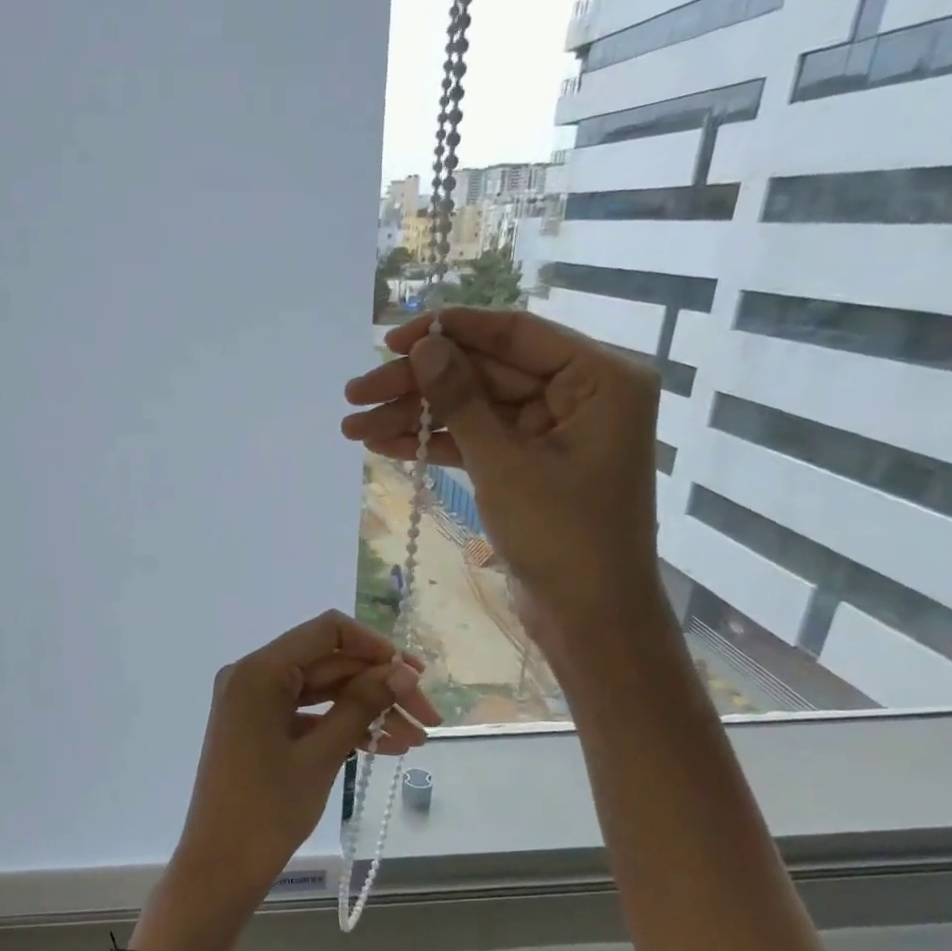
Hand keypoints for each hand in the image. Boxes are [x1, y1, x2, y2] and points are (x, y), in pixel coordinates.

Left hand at [168, 610, 438, 918]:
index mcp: (259, 671)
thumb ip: (362, 705)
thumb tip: (402, 671)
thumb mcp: (321, 755)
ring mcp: (254, 703)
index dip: (376, 646)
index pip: (327, 631)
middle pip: (328, 663)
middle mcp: (253, 676)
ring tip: (416, 738)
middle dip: (380, 686)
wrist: (220, 868)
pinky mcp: (259, 728)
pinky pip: (308, 714)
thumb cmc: (267, 810)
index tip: (414, 675)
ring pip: (322, 691)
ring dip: (368, 709)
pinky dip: (342, 726)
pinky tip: (384, 746)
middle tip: (428, 717)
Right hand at [340, 307, 663, 655]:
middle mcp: (580, 393)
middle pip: (484, 372)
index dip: (448, 332)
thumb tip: (424, 346)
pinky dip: (434, 443)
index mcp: (599, 377)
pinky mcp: (529, 462)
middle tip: (354, 393)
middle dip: (418, 384)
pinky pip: (476, 439)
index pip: (513, 334)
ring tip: (352, 427)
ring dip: (415, 416)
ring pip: (473, 407)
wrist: (590, 618)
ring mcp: (552, 430)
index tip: (390, 340)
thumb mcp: (505, 464)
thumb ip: (462, 400)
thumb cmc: (562, 537)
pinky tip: (383, 444)